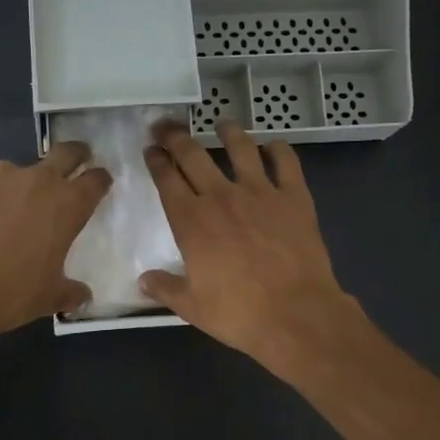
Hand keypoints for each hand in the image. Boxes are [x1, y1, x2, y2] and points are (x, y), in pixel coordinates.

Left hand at [0, 143, 110, 336]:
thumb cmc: (10, 295)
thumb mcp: (49, 298)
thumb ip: (70, 291)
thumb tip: (82, 295)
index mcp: (68, 206)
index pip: (95, 180)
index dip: (99, 180)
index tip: (98, 182)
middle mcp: (38, 179)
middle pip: (65, 152)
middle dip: (74, 155)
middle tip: (72, 162)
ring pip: (12, 173)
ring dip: (11, 189)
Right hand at [139, 120, 357, 370]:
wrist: (295, 314)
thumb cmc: (238, 314)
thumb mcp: (192, 307)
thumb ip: (165, 288)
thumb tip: (143, 280)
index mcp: (191, 222)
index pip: (167, 180)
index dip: (156, 161)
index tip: (151, 149)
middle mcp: (221, 197)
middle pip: (193, 156)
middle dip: (176, 137)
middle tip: (167, 127)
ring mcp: (260, 193)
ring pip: (240, 148)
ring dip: (228, 132)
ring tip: (222, 125)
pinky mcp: (294, 197)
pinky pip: (286, 162)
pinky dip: (279, 150)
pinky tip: (274, 146)